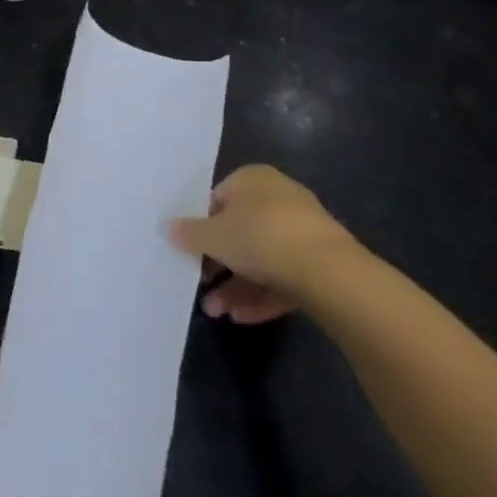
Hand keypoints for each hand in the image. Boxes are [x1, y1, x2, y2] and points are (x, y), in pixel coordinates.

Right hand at [170, 165, 363, 322]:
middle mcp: (278, 198)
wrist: (327, 270)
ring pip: (261, 259)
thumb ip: (189, 233)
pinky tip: (240, 318)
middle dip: (218, 263)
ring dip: (235, 286)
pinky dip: (261, 296)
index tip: (190, 252)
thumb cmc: (260, 236)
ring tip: (214, 312)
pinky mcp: (318, 264)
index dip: (202, 226)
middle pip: (240, 231)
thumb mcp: (214, 235)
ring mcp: (302, 232)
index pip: (219, 199)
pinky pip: (282, 278)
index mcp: (253, 179)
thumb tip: (169, 228)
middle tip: (200, 286)